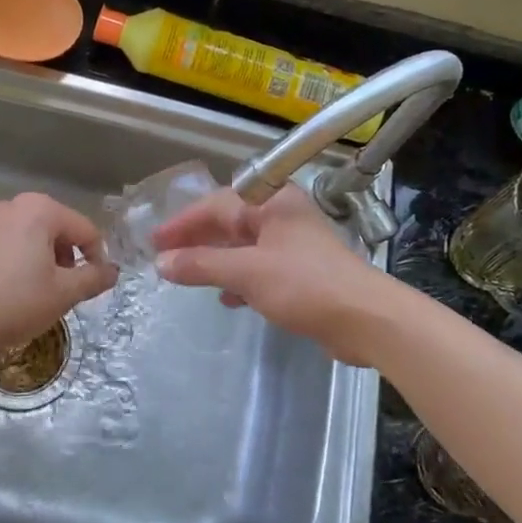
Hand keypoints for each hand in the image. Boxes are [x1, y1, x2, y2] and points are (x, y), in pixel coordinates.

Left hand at [0, 193, 118, 358]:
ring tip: (43, 292)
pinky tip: (19, 288)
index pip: (85, 230)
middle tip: (67, 291)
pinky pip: (14, 241)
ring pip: (36, 235)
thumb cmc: (16, 302)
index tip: (95, 287)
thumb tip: (113, 272)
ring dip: (48, 260)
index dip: (97, 258)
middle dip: (70, 258)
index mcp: (41, 209)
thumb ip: (94, 277)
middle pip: (60, 228)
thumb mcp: (64, 292)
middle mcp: (16, 204)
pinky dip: (26, 259)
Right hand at [152, 186, 387, 362]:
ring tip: (186, 276)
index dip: (183, 223)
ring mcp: (293, 244)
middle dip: (196, 241)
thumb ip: (202, 265)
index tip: (155, 241)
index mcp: (271, 202)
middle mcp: (282, 216)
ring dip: (215, 260)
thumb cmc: (305, 285)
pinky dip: (239, 278)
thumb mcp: (247, 272)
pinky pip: (258, 268)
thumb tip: (161, 263)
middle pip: (229, 222)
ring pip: (243, 247)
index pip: (216, 205)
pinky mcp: (301, 272)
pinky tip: (226, 298)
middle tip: (164, 256)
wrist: (366, 320)